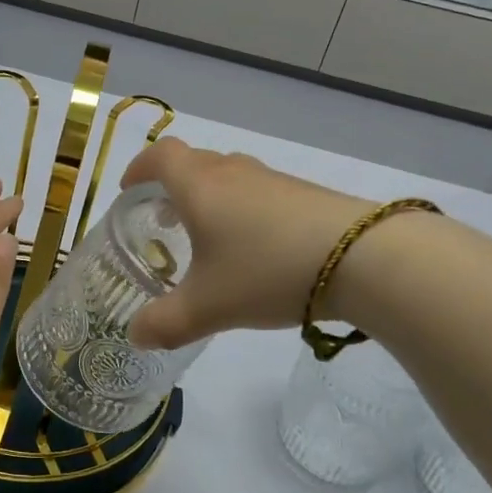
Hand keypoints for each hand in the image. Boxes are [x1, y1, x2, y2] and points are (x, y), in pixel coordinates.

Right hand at [120, 138, 371, 349]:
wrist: (363, 258)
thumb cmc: (267, 271)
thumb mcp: (208, 307)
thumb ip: (165, 323)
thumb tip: (136, 336)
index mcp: (199, 186)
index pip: (159, 156)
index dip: (139, 168)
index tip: (128, 191)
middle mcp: (232, 172)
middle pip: (193, 163)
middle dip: (171, 187)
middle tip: (162, 220)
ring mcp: (272, 180)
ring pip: (227, 176)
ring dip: (208, 198)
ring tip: (207, 237)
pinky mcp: (303, 194)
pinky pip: (257, 192)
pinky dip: (241, 209)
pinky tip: (254, 248)